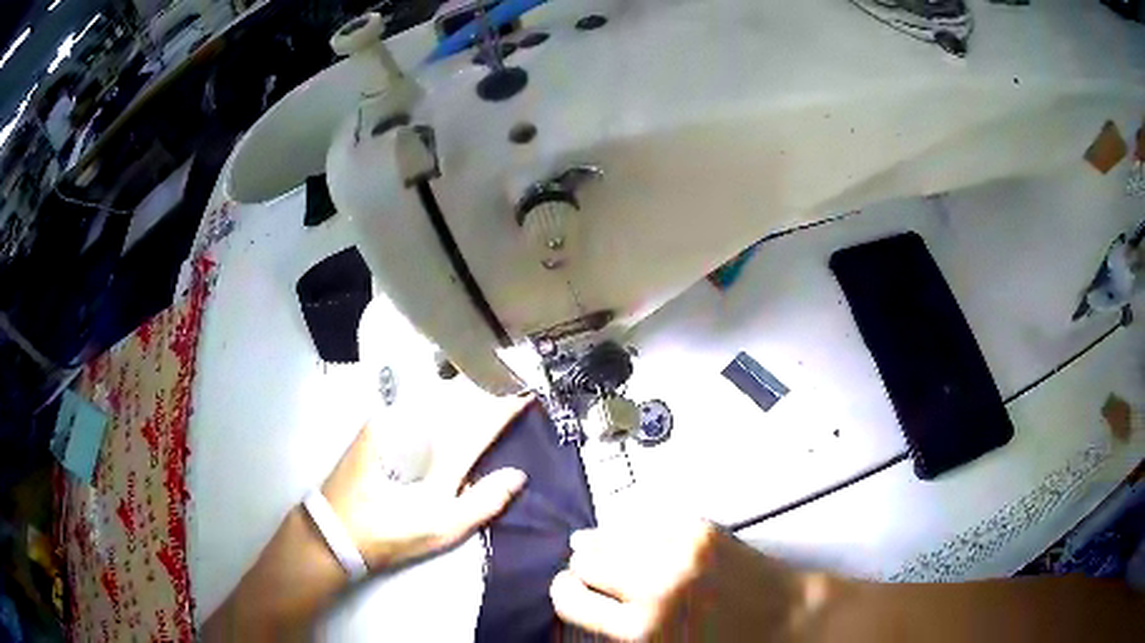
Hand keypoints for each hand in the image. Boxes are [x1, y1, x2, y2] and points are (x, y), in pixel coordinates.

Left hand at [319, 396, 534, 571]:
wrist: (336, 530)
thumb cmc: (394, 532)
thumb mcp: (443, 528)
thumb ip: (483, 502)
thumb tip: (518, 475)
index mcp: (436, 455)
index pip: (480, 422)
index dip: (506, 406)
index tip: (527, 391)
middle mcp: (413, 428)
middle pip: (457, 400)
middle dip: (484, 388)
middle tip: (507, 381)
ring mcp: (390, 423)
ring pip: (433, 396)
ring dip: (460, 389)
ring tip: (482, 383)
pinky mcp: (374, 426)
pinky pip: (412, 401)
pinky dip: (434, 395)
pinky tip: (442, 394)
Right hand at [550, 518, 845, 641]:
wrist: (786, 618)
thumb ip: (617, 629)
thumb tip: (583, 599)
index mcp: (641, 630)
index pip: (570, 600)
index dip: (564, 592)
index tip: (568, 589)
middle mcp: (655, 587)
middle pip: (585, 561)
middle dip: (584, 568)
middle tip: (594, 574)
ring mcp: (679, 551)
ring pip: (610, 533)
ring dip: (605, 544)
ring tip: (613, 553)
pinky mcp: (701, 529)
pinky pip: (647, 520)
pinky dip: (637, 530)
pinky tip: (642, 540)